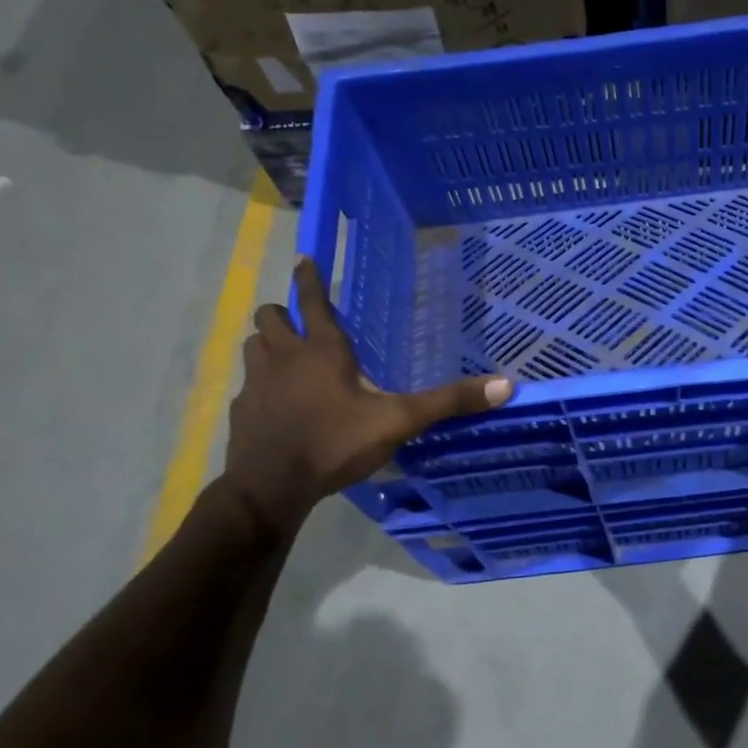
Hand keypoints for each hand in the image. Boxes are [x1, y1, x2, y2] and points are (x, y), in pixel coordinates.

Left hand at [219, 258, 512, 533]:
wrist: (271, 488)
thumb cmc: (335, 443)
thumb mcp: (399, 421)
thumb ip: (448, 402)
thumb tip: (505, 384)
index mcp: (322, 351)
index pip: (313, 301)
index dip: (310, 278)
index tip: (303, 260)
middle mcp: (284, 357)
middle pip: (270, 316)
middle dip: (283, 313)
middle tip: (300, 323)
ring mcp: (257, 383)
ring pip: (253, 345)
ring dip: (267, 344)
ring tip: (286, 358)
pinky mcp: (242, 410)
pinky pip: (247, 385)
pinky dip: (259, 385)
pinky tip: (276, 406)